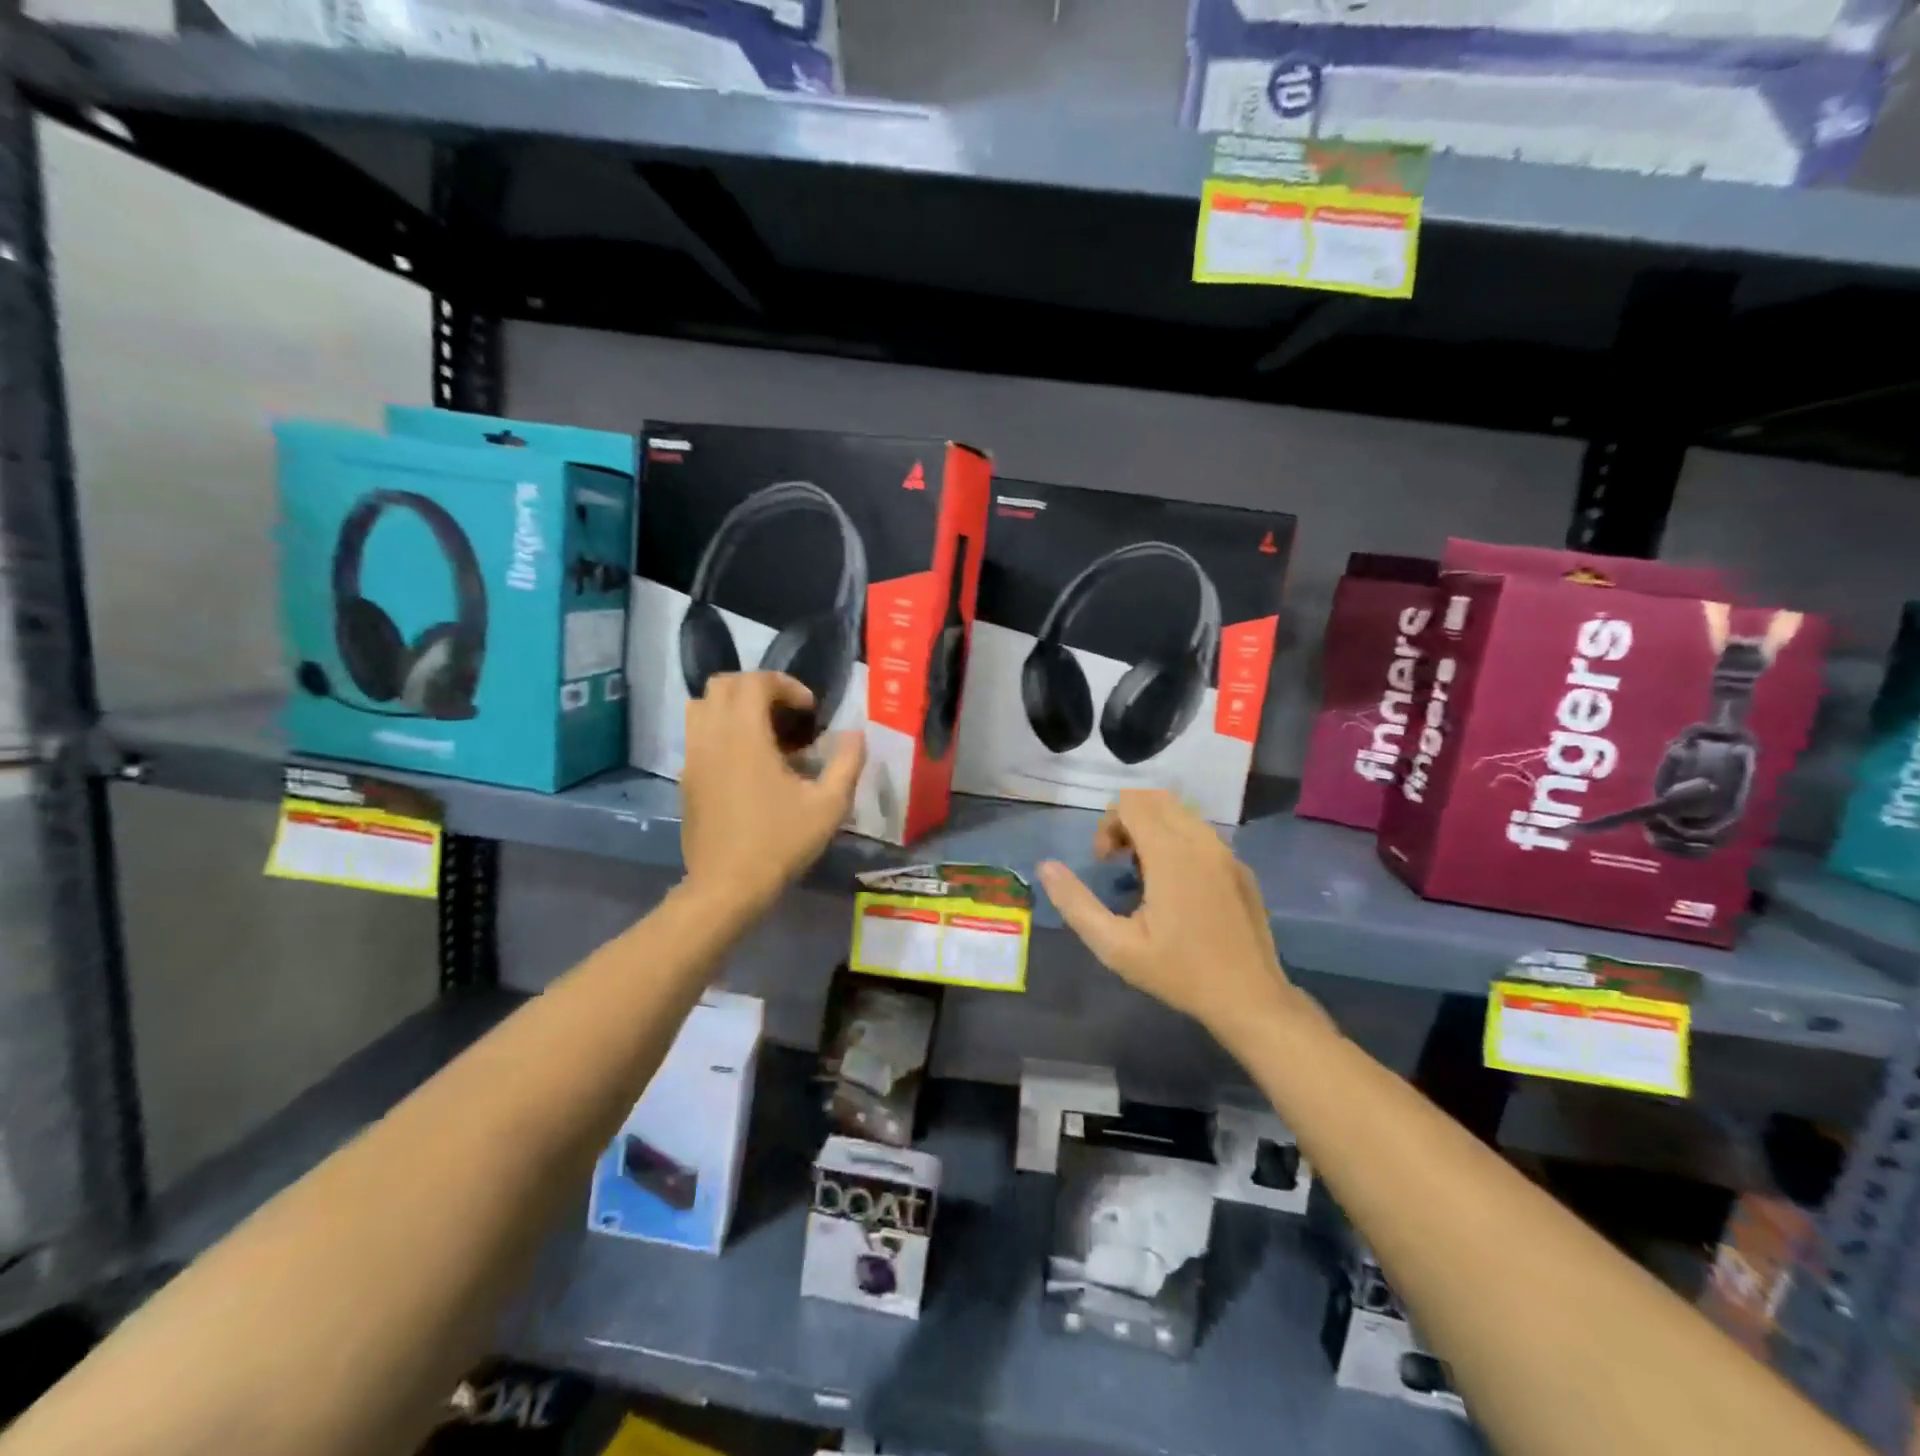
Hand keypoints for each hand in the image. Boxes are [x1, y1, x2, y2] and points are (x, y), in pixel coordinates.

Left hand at [681, 673, 865, 913]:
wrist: (727, 886)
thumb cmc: (780, 842)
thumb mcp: (829, 805)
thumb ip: (847, 762)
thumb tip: (856, 734)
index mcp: (744, 735)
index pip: (755, 681)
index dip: (786, 685)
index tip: (809, 710)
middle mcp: (712, 737)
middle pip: (723, 685)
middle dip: (758, 688)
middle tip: (787, 713)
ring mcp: (693, 757)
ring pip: (702, 706)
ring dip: (733, 706)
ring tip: (763, 731)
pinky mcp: (686, 778)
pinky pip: (697, 735)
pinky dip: (720, 730)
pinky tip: (747, 763)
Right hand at [1037, 790, 1292, 1037]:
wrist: (1250, 998)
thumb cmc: (1179, 973)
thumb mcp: (1116, 947)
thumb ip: (1076, 903)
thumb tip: (1045, 867)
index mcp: (1171, 854)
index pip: (1131, 802)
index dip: (1107, 824)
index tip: (1103, 863)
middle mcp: (1201, 841)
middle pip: (1155, 798)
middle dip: (1127, 819)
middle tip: (1117, 861)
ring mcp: (1226, 853)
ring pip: (1181, 813)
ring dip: (1153, 828)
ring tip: (1143, 873)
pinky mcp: (1240, 867)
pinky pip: (1202, 834)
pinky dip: (1179, 841)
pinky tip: (1176, 888)